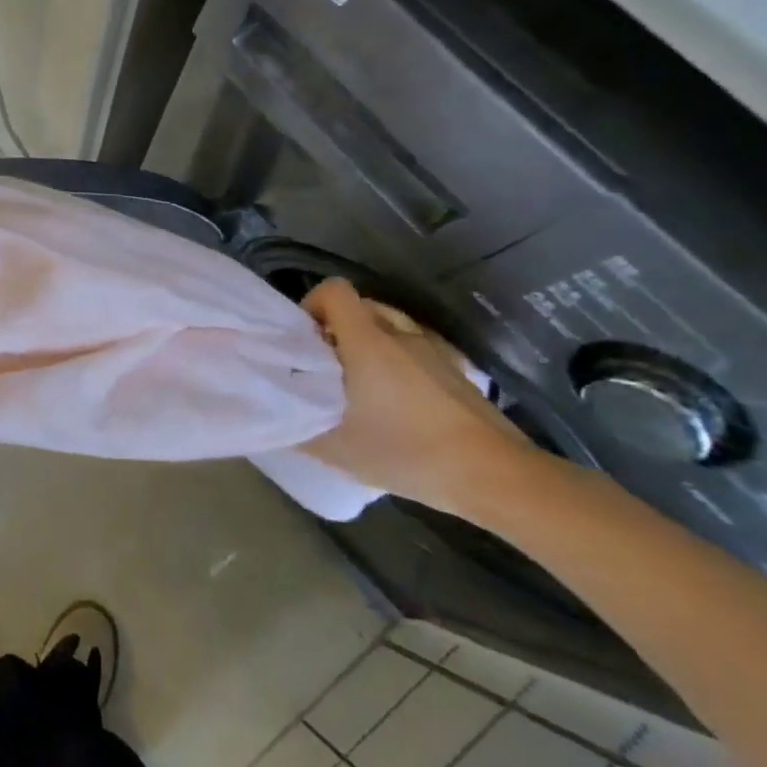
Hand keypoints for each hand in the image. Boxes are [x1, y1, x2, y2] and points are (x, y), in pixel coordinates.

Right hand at [299, 278, 538, 516]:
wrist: (496, 476)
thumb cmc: (408, 451)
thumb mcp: (337, 449)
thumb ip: (296, 426)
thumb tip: (271, 416)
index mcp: (367, 340)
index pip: (333, 290)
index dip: (312, 306)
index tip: (304, 342)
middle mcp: (400, 333)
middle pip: (359, 308)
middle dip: (337, 331)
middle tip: (328, 370)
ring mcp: (434, 350)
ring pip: (390, 329)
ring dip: (369, 346)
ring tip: (363, 387)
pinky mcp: (459, 371)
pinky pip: (416, 350)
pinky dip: (400, 364)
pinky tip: (400, 403)